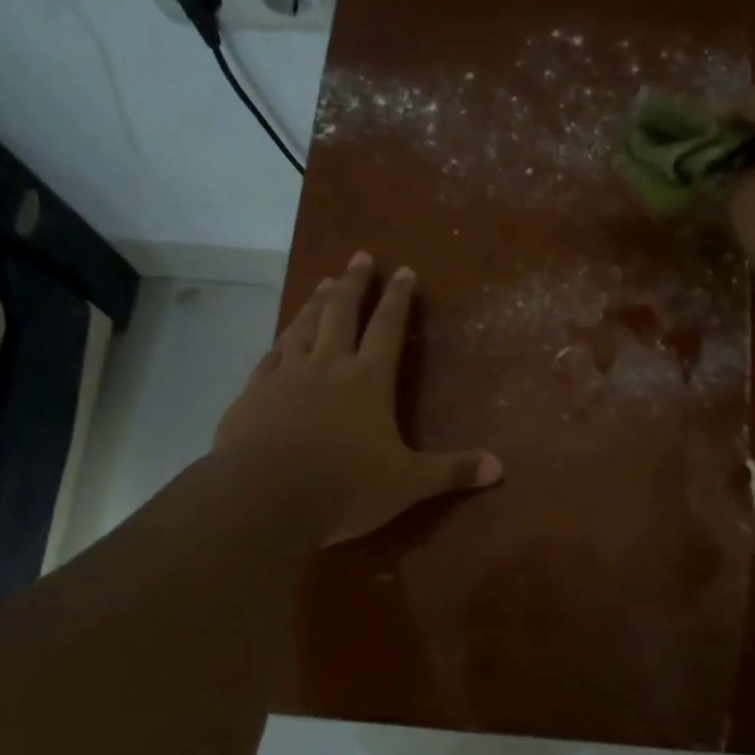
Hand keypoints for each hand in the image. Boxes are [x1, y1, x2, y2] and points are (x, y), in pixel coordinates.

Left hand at [213, 252, 502, 545]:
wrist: (263, 498)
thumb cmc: (343, 487)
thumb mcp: (407, 484)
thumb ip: (452, 471)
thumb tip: (500, 468)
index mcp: (368, 380)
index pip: (388, 327)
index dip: (398, 297)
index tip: (403, 270)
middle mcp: (327, 365)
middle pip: (342, 312)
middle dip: (354, 283)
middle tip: (359, 256)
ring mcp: (286, 375)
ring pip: (304, 326)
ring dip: (317, 302)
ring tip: (324, 283)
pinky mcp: (254, 392)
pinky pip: (270, 354)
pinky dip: (281, 339)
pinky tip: (282, 336)